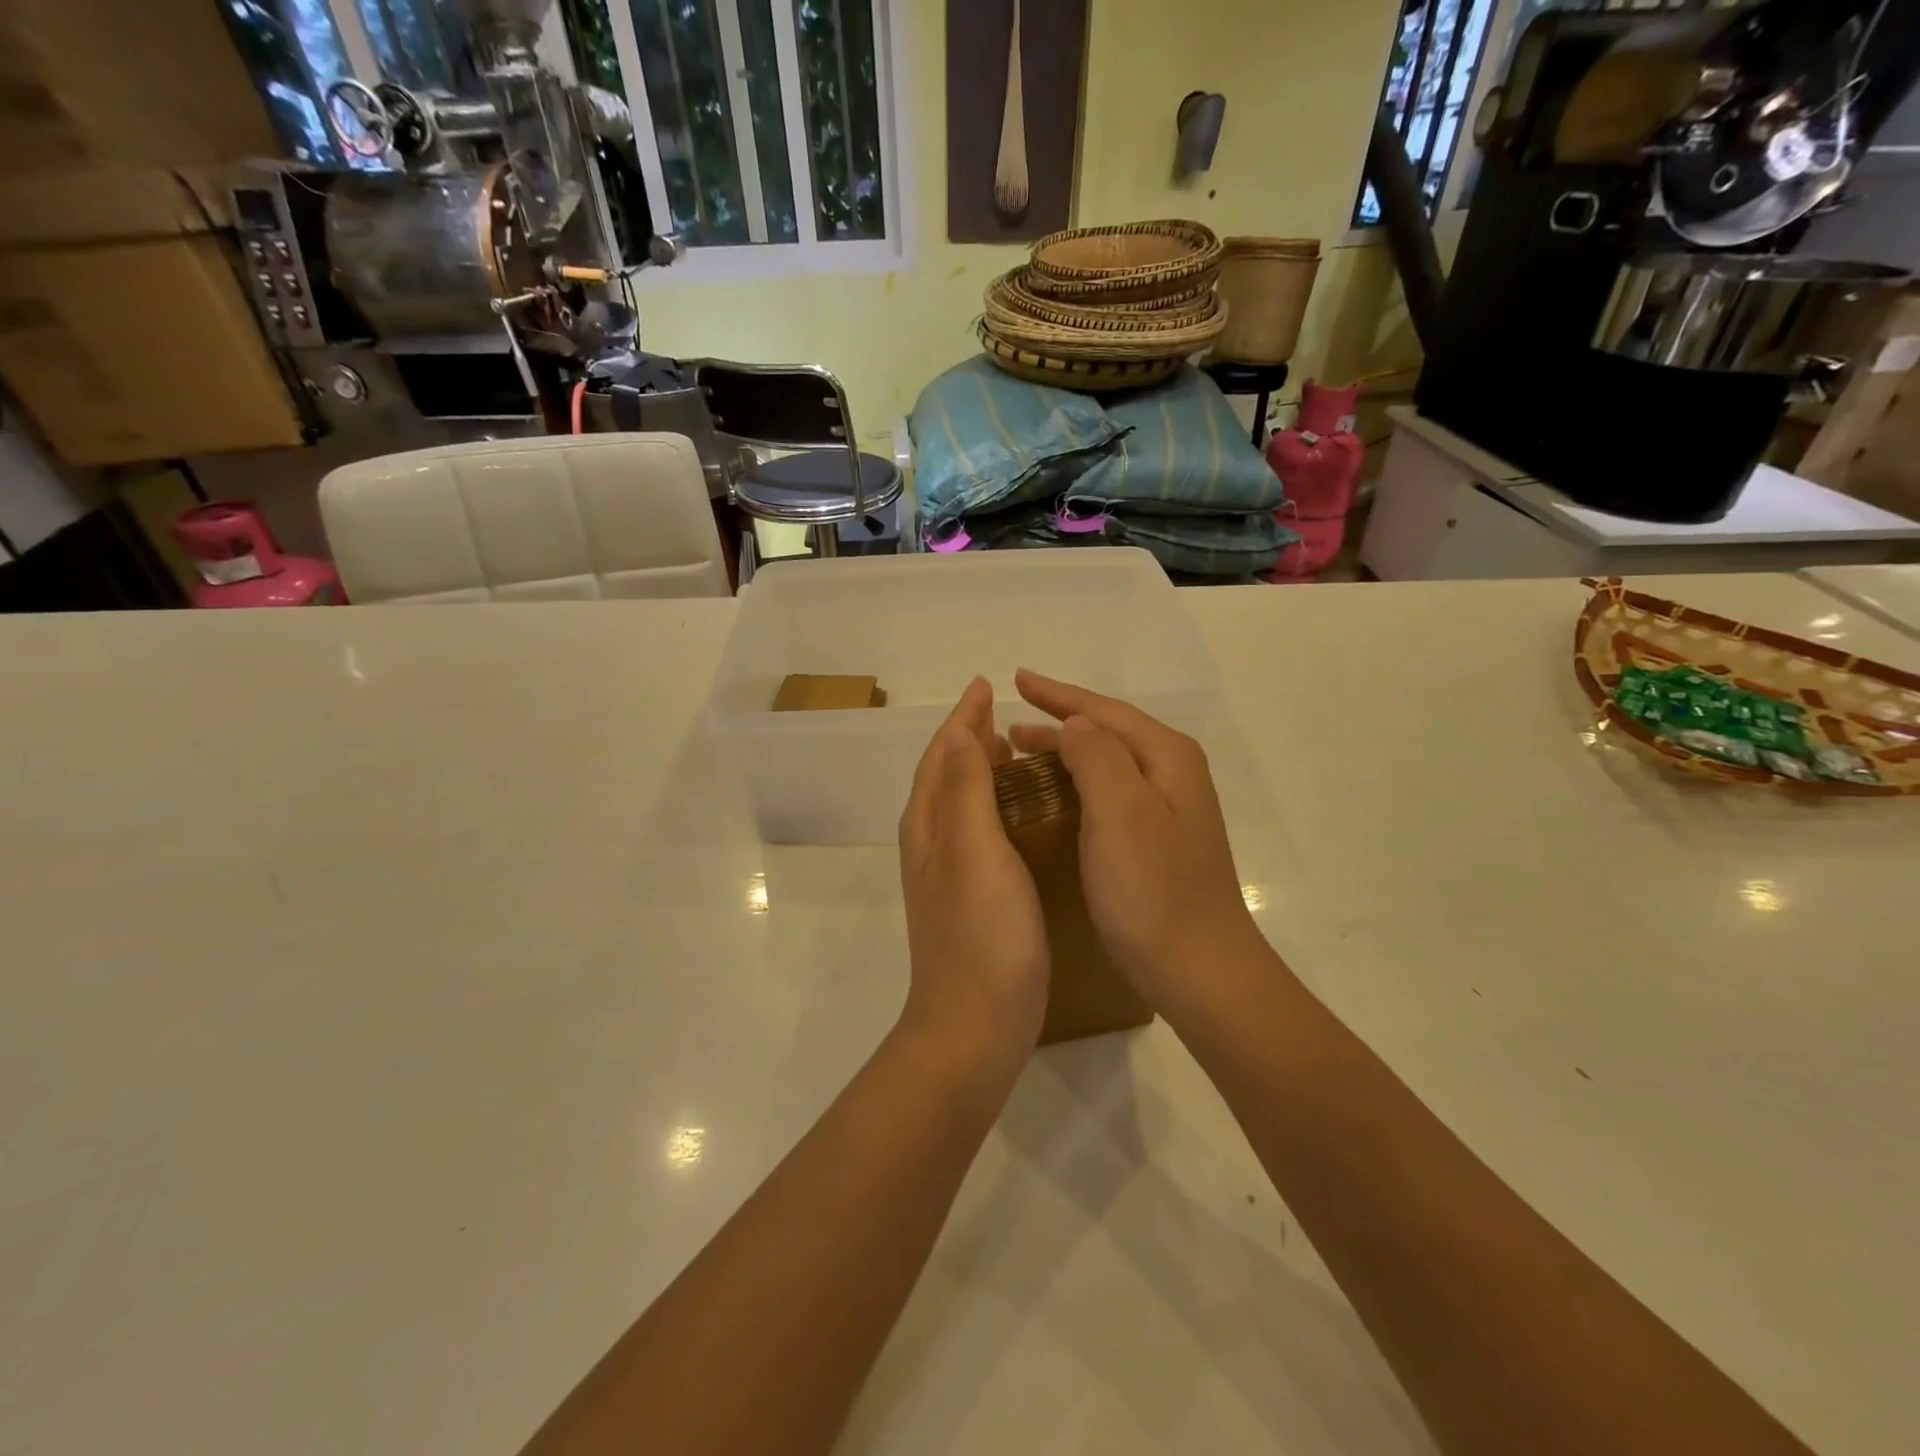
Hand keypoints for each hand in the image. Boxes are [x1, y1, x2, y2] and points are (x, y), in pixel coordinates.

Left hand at [897, 678, 1048, 1069]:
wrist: (975, 1026)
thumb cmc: (981, 935)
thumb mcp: (973, 851)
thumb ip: (965, 788)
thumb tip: (959, 728)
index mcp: (930, 825)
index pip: (942, 754)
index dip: (963, 719)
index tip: (985, 685)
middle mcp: (932, 843)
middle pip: (946, 775)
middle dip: (970, 739)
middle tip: (1008, 716)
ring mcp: (950, 874)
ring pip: (962, 803)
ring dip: (983, 771)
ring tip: (1019, 753)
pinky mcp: (973, 898)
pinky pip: (981, 832)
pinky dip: (996, 807)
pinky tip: (1026, 815)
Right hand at [1009, 670, 1264, 1011]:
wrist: (1199, 970)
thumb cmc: (1153, 889)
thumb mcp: (1119, 810)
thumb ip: (1095, 755)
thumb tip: (1075, 724)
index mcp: (1167, 757)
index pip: (1104, 711)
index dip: (1058, 694)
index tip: (1016, 679)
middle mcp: (1173, 775)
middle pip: (1108, 733)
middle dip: (1059, 723)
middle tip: (1010, 728)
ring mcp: (1169, 812)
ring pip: (1108, 765)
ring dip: (1066, 754)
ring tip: (1023, 756)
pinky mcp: (1159, 844)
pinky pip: (1110, 796)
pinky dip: (1078, 786)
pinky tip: (1057, 801)